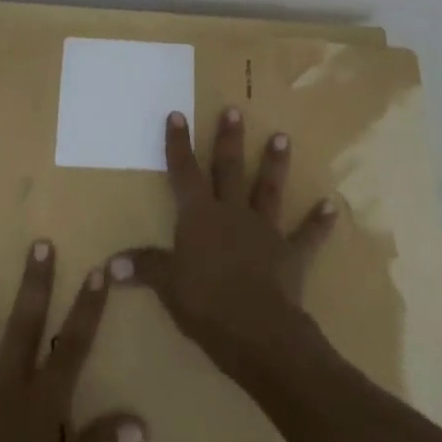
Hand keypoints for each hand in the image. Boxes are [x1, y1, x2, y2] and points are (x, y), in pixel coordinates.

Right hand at [114, 108, 337, 379]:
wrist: (257, 330)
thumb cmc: (205, 304)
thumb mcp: (167, 285)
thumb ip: (144, 268)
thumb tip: (110, 264)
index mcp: (199, 216)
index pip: (184, 172)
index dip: (179, 144)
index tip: (177, 114)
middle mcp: (232, 213)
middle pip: (229, 169)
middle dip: (229, 139)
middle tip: (235, 110)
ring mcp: (264, 231)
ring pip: (268, 190)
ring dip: (275, 164)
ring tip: (282, 137)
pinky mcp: (290, 254)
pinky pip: (307, 235)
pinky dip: (319, 222)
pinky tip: (331, 206)